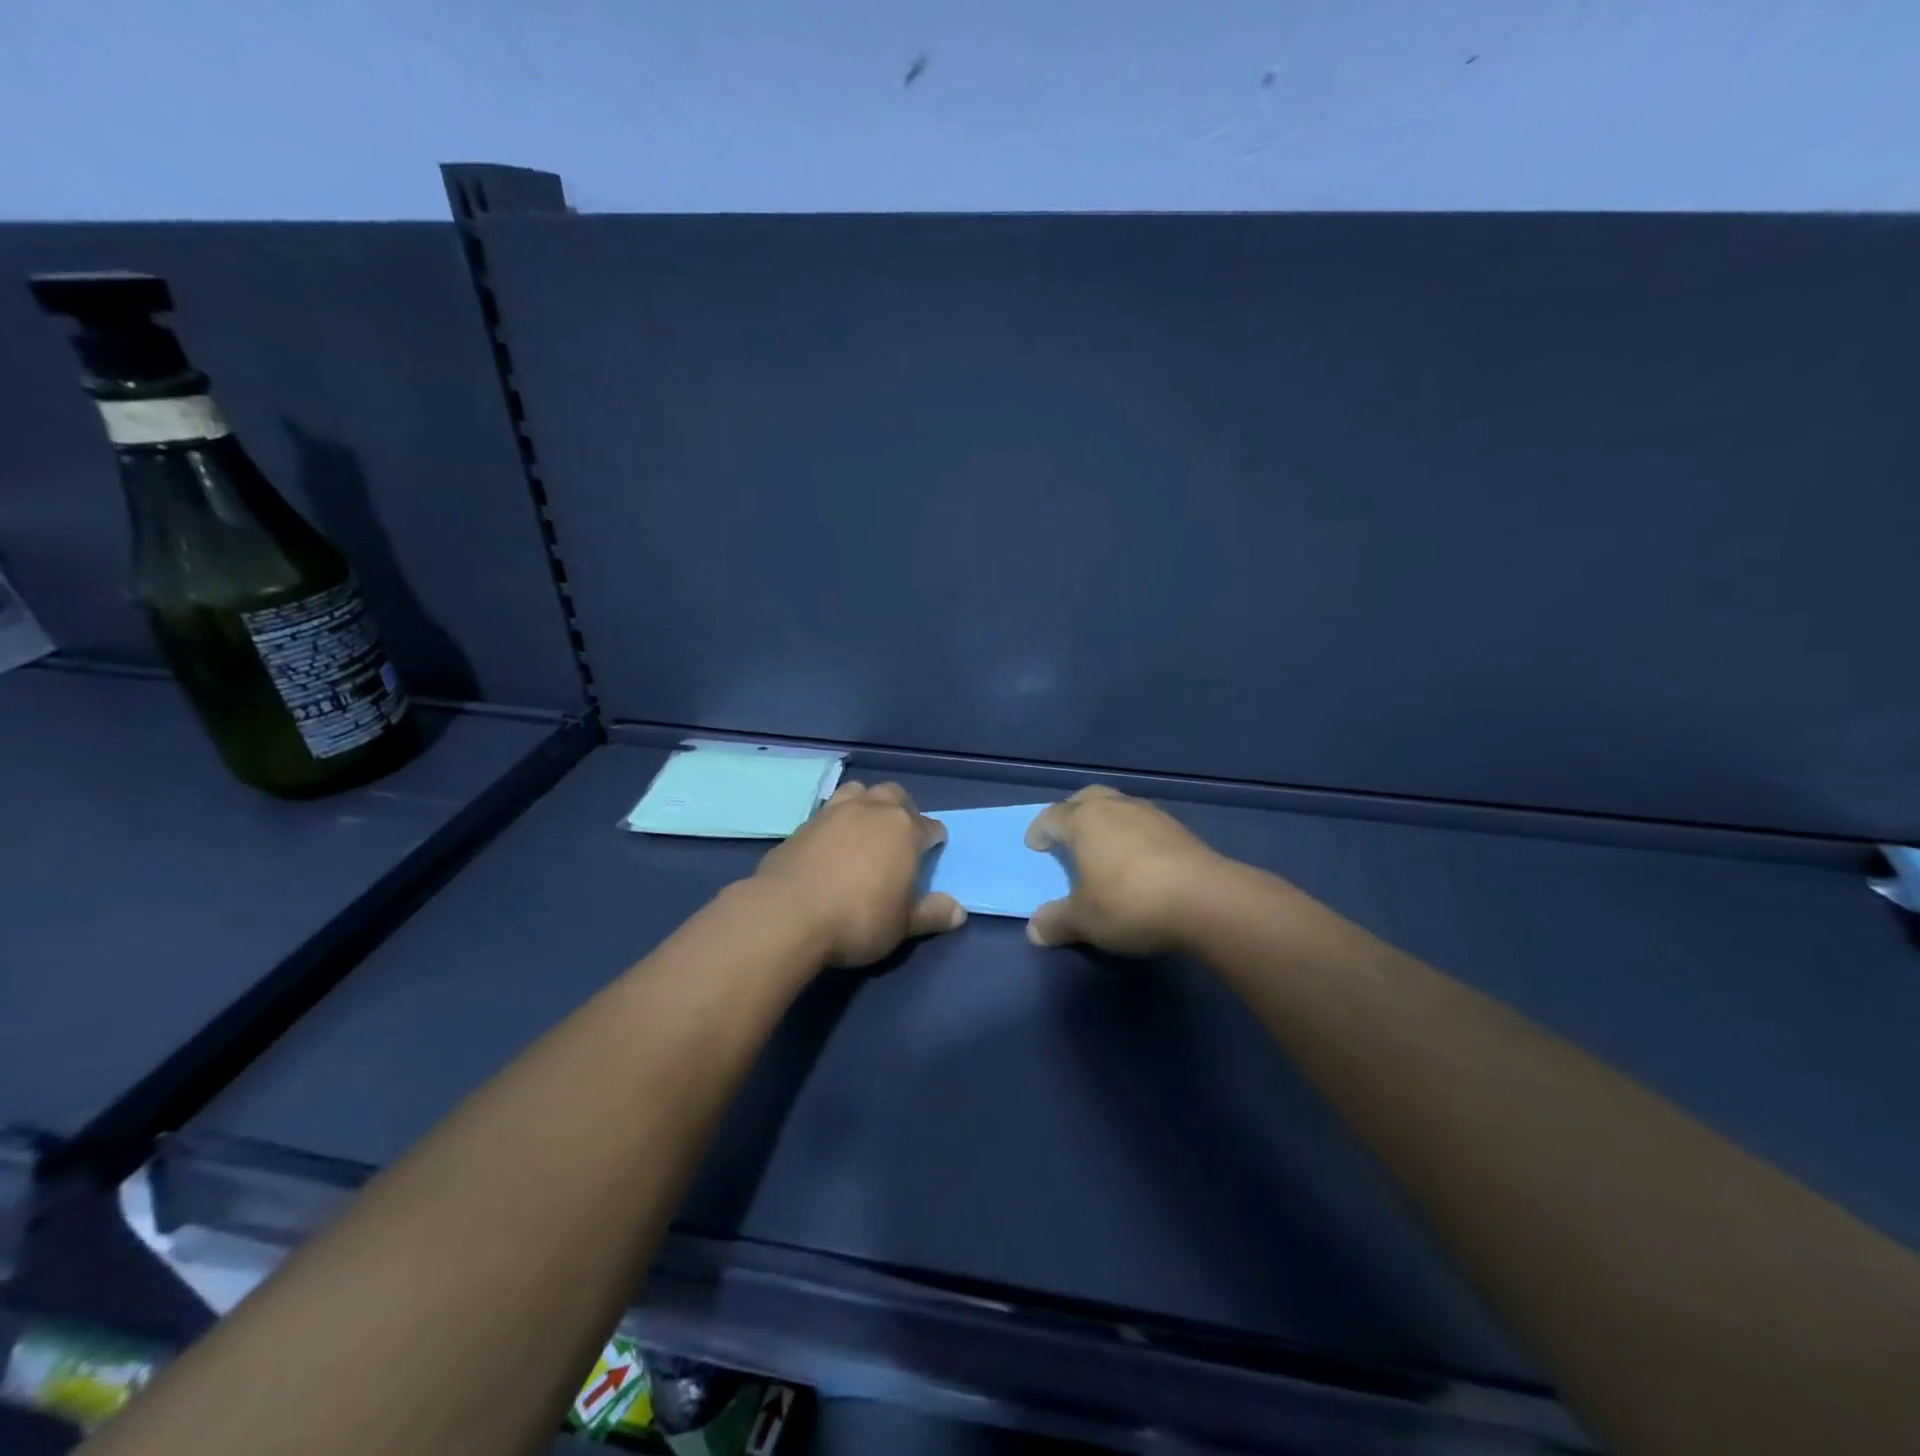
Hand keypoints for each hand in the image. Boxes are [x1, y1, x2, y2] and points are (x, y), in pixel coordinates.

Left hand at [753, 781, 964, 967]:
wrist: (787, 915)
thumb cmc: (858, 919)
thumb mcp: (902, 926)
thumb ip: (931, 914)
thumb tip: (959, 911)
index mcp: (904, 830)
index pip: (931, 827)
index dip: (934, 840)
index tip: (933, 852)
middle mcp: (872, 810)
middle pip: (895, 796)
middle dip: (903, 810)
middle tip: (900, 836)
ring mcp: (834, 812)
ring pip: (859, 791)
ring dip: (867, 804)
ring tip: (865, 829)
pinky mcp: (803, 824)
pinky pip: (828, 812)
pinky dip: (836, 821)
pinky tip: (831, 844)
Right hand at [1024, 786, 1223, 955]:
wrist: (1206, 901)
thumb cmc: (1131, 902)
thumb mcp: (1085, 921)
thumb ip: (1057, 922)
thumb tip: (1034, 931)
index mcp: (1084, 821)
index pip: (1052, 816)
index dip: (1040, 831)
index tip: (1035, 845)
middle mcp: (1115, 807)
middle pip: (1086, 798)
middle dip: (1073, 812)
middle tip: (1068, 835)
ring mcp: (1151, 814)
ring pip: (1119, 806)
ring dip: (1107, 822)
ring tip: (1105, 848)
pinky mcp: (1180, 829)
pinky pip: (1145, 823)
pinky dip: (1134, 835)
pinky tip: (1139, 861)